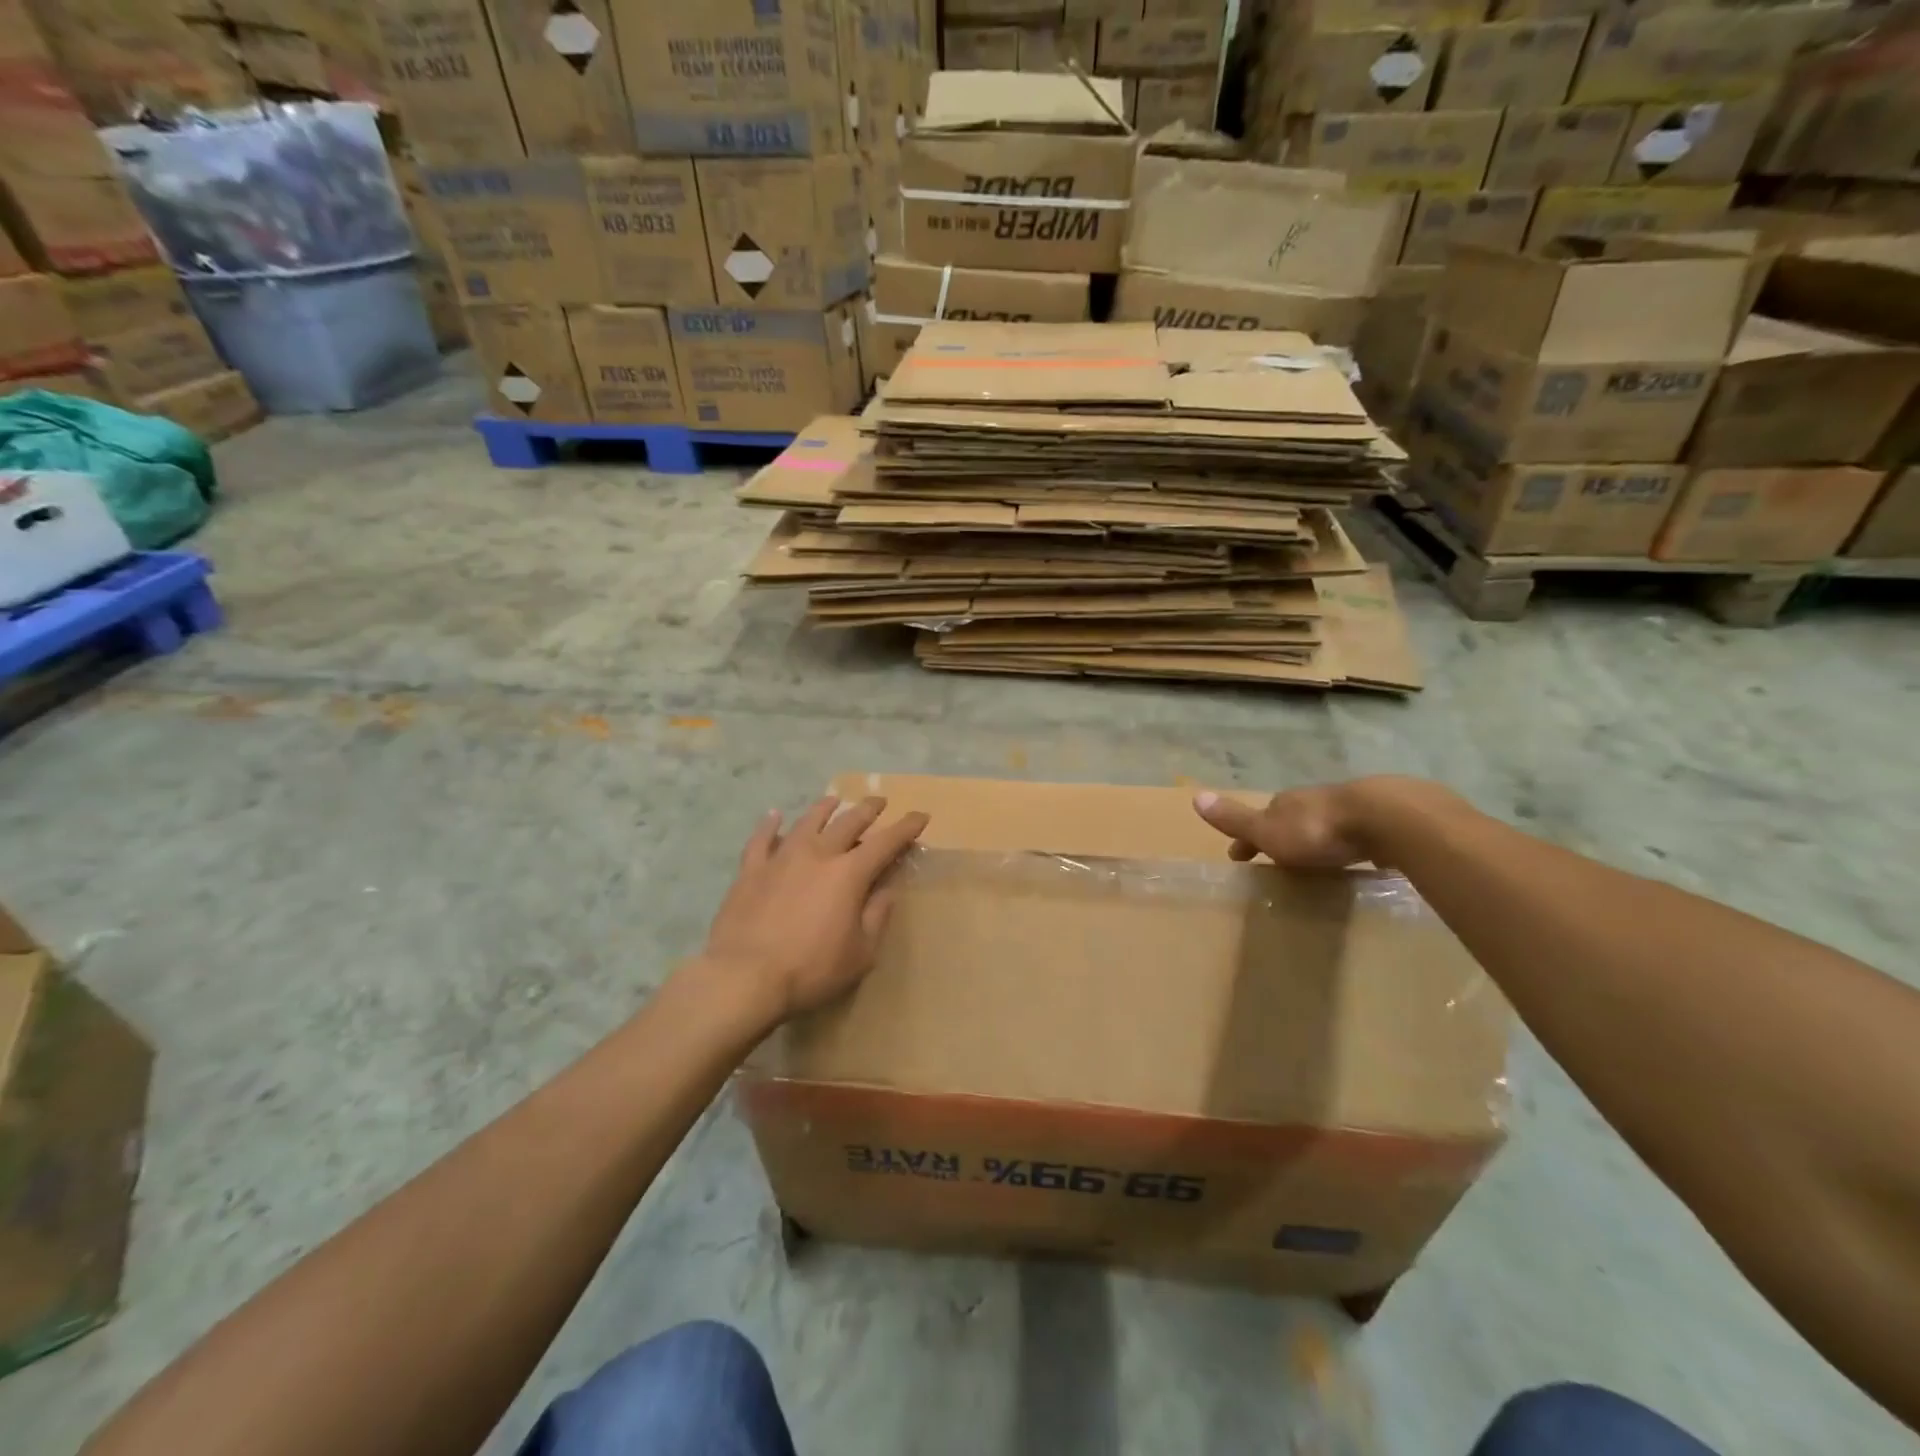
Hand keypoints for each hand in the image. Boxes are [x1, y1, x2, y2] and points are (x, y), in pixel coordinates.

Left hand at [699, 795, 929, 1025]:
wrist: (744, 977)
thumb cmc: (811, 970)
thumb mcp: (861, 953)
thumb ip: (877, 915)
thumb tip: (888, 889)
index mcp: (849, 874)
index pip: (886, 842)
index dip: (906, 827)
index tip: (920, 816)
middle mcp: (818, 854)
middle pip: (848, 822)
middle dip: (868, 809)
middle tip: (879, 801)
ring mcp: (781, 858)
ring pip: (807, 822)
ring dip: (825, 808)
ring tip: (834, 800)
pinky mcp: (751, 870)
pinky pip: (761, 840)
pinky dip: (770, 825)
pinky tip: (774, 816)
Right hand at [1192, 779, 1422, 868]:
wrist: (1385, 818)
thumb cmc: (1317, 830)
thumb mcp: (1268, 830)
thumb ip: (1235, 818)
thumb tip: (1195, 796)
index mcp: (1284, 803)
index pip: (1258, 820)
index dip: (1247, 838)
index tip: (1239, 857)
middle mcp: (1313, 800)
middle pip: (1290, 818)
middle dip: (1282, 835)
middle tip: (1278, 859)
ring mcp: (1349, 807)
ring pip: (1323, 822)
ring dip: (1315, 838)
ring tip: (1314, 861)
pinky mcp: (1381, 819)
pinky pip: (1355, 832)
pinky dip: (1346, 843)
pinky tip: (1354, 855)